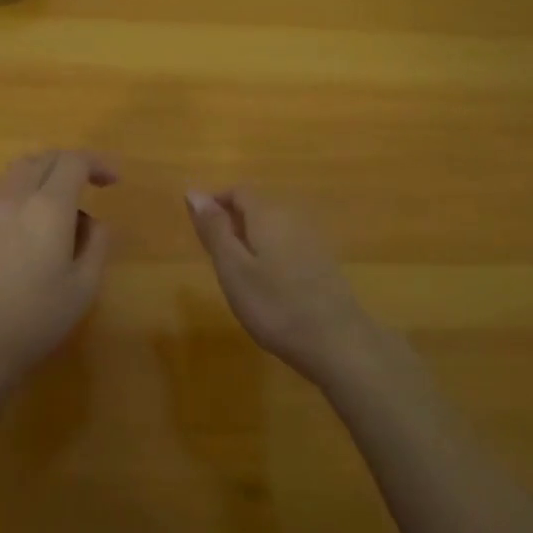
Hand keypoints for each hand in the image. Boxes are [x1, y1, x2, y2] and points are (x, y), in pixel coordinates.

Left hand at [0, 150, 115, 398]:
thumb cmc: (35, 319)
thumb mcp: (84, 287)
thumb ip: (97, 243)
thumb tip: (93, 222)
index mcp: (48, 206)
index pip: (74, 162)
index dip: (98, 164)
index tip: (114, 182)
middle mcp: (16, 196)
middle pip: (46, 157)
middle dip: (73, 163)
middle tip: (93, 183)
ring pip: (21, 167)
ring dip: (46, 170)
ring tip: (63, 196)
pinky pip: (3, 185)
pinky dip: (25, 184)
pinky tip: (33, 213)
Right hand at [185, 189, 378, 388]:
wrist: (338, 341)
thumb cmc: (275, 305)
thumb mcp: (233, 268)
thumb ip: (214, 229)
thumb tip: (194, 191)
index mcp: (267, 213)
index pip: (238, 191)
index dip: (215, 202)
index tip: (198, 227)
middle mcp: (292, 217)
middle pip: (257, 206)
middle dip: (232, 221)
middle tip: (213, 255)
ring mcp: (312, 239)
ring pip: (273, 226)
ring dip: (251, 239)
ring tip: (236, 272)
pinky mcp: (323, 262)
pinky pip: (288, 244)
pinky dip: (270, 253)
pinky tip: (268, 284)